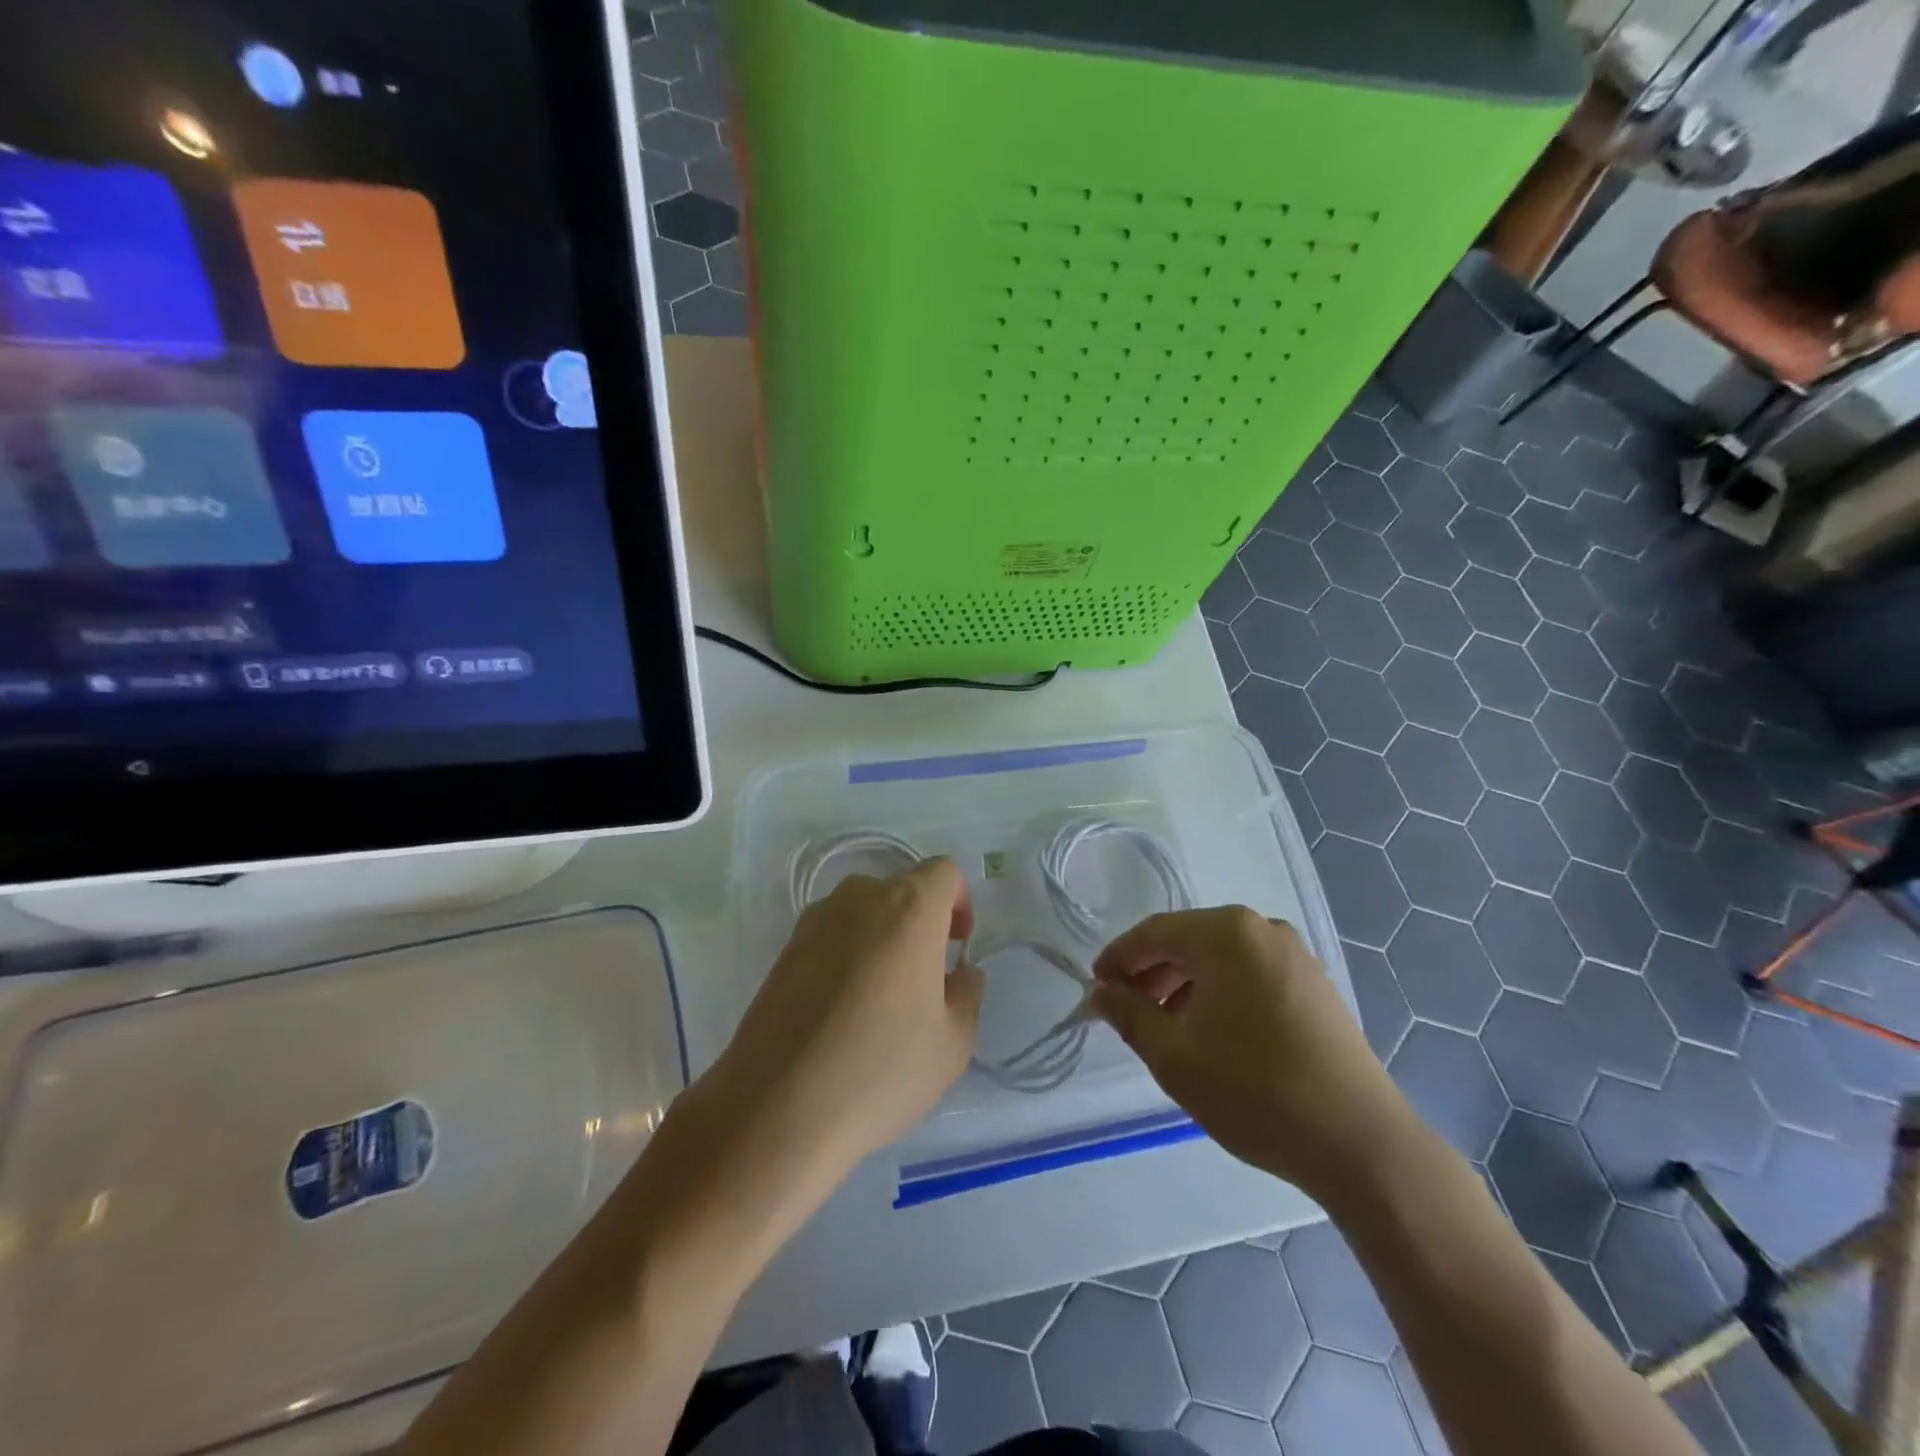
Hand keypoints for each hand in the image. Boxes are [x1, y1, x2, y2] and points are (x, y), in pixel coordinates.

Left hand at [704, 860, 983, 1177]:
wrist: (777, 1108)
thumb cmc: (880, 1069)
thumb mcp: (952, 1043)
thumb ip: (967, 994)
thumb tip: (960, 973)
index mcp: (909, 907)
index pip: (944, 872)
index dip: (959, 902)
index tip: (957, 946)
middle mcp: (860, 898)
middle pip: (901, 889)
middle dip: (920, 922)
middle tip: (924, 978)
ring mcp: (814, 921)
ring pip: (863, 912)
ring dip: (881, 937)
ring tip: (881, 997)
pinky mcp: (783, 950)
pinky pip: (830, 936)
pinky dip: (846, 956)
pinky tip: (842, 1011)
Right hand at [1092, 907, 1410, 1200]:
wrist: (1360, 1143)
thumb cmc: (1255, 1091)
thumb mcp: (1174, 1056)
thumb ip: (1128, 1014)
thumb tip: (1100, 993)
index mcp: (1226, 933)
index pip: (1153, 932)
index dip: (1118, 958)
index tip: (1095, 988)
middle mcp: (1262, 928)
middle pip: (1188, 940)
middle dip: (1151, 973)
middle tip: (1126, 1011)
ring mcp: (1294, 954)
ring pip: (1220, 958)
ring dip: (1184, 984)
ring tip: (1165, 1027)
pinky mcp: (1315, 983)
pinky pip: (1250, 972)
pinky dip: (1220, 992)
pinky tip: (1211, 1031)